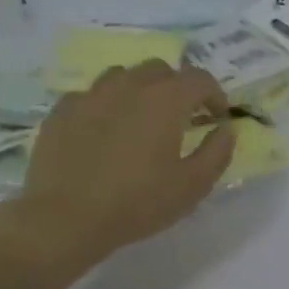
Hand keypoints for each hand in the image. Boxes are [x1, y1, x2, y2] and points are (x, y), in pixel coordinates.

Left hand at [11, 60, 234, 268]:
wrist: (65, 218)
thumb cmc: (137, 203)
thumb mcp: (193, 186)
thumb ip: (217, 152)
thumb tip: (226, 129)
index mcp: (165, 99)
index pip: (200, 78)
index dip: (215, 95)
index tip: (217, 118)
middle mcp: (128, 85)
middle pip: (160, 70)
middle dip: (177, 88)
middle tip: (181, 119)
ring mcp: (90, 94)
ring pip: (123, 76)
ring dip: (140, 91)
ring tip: (141, 121)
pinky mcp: (62, 110)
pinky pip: (91, 96)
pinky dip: (106, 107)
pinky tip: (104, 134)